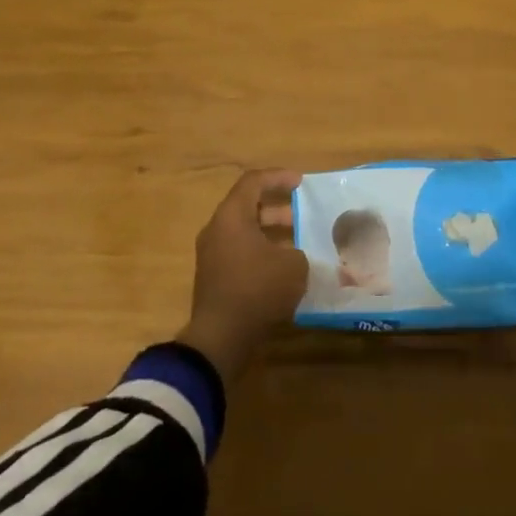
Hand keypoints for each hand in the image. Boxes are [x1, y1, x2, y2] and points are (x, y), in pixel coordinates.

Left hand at [176, 168, 308, 384]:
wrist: (221, 338)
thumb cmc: (257, 289)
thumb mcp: (293, 265)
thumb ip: (299, 251)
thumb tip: (296, 255)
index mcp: (232, 216)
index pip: (253, 181)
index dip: (278, 177)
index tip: (301, 183)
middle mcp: (217, 230)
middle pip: (248, 207)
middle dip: (278, 210)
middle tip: (303, 218)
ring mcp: (212, 255)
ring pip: (245, 233)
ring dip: (272, 235)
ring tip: (299, 246)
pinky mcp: (214, 278)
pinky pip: (241, 254)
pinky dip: (262, 255)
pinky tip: (284, 271)